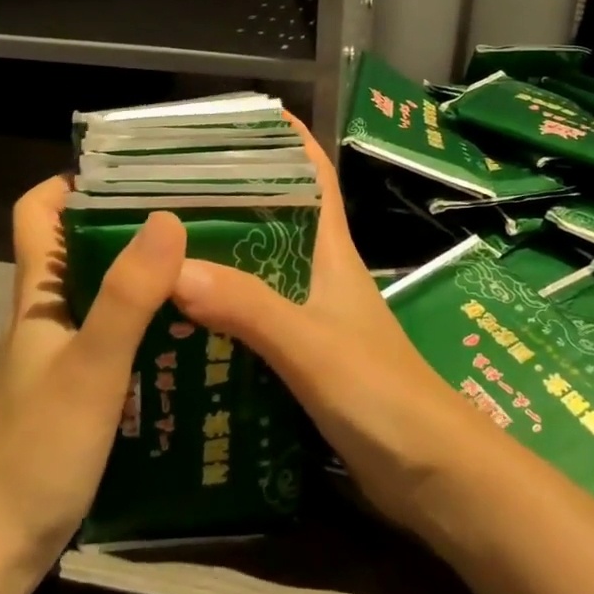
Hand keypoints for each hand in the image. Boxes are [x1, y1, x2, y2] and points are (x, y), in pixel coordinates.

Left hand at [0, 176, 186, 573]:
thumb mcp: (91, 366)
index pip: (37, 213)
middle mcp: (46, 315)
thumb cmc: (37, 449)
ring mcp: (59, 355)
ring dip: (144, 276)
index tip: (132, 172)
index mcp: (39, 295)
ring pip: (101, 294)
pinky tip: (189, 338)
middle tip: (194, 216)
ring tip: (204, 269)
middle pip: (79, 248)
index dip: (72, 182)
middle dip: (128, 224)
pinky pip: (114, 336)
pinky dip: (147, 324)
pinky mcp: (75, 391)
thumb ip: (128, 295)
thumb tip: (168, 218)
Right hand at [170, 116, 490, 534]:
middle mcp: (322, 275)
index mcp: (332, 252)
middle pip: (276, 219)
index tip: (238, 118)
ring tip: (159, 253)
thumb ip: (250, 308)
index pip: (313, 176)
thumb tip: (175, 269)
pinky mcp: (308, 359)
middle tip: (165, 192)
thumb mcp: (312, 346)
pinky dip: (224, 315)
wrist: (434, 475)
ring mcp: (316, 318)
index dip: (285, 140)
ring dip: (221, 259)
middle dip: (230, 199)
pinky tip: (183, 325)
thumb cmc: (382, 395)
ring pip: (261, 271)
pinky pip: (258, 321)